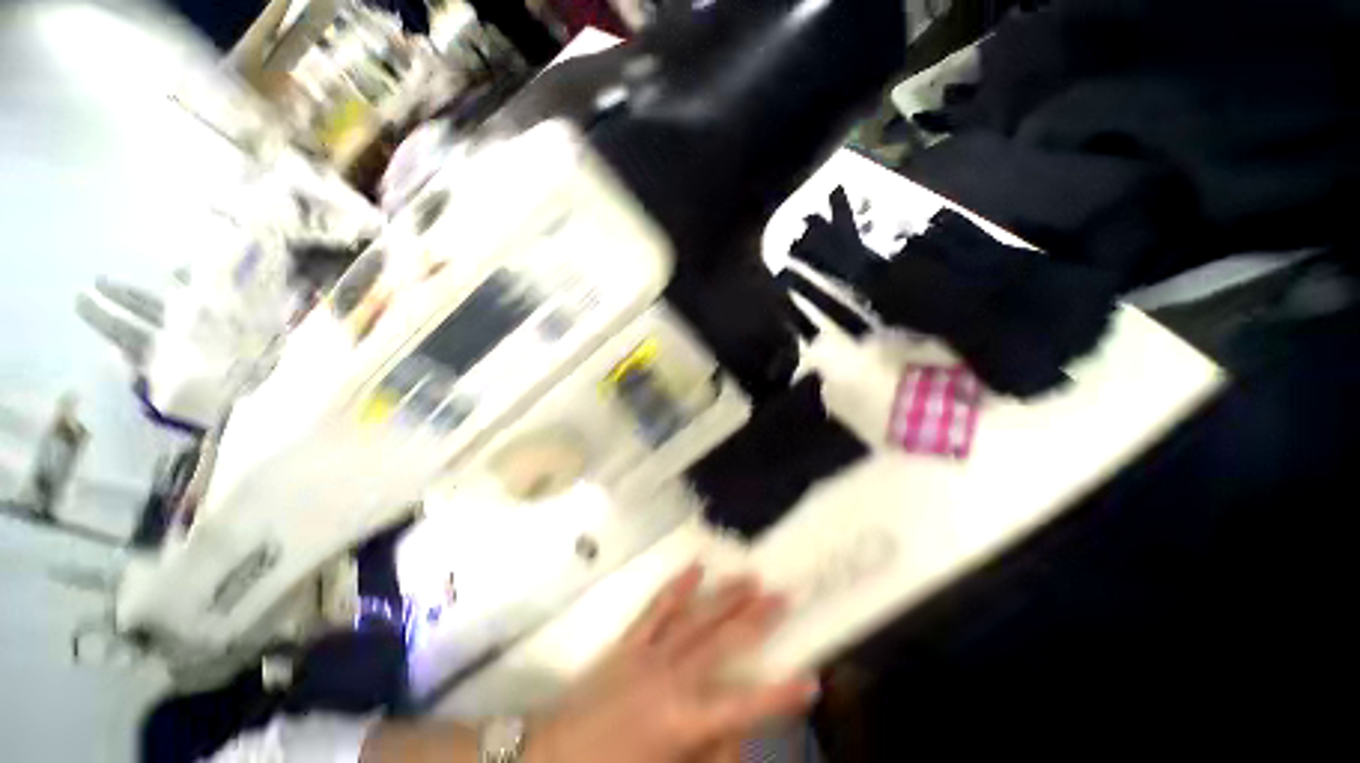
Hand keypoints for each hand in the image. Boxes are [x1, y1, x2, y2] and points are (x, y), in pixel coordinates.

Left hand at [528, 566, 817, 762]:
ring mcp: (650, 653)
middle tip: (783, 595)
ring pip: (698, 617)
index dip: (780, 695)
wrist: (549, 757)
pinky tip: (696, 567)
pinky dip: (679, 586)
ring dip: (726, 596)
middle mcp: (673, 678)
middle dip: (757, 619)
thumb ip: (710, 755)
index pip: (745, 706)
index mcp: (684, 721)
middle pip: (724, 642)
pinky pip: (659, 607)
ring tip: (750, 577)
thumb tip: (737, 729)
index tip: (811, 679)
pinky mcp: (631, 642)